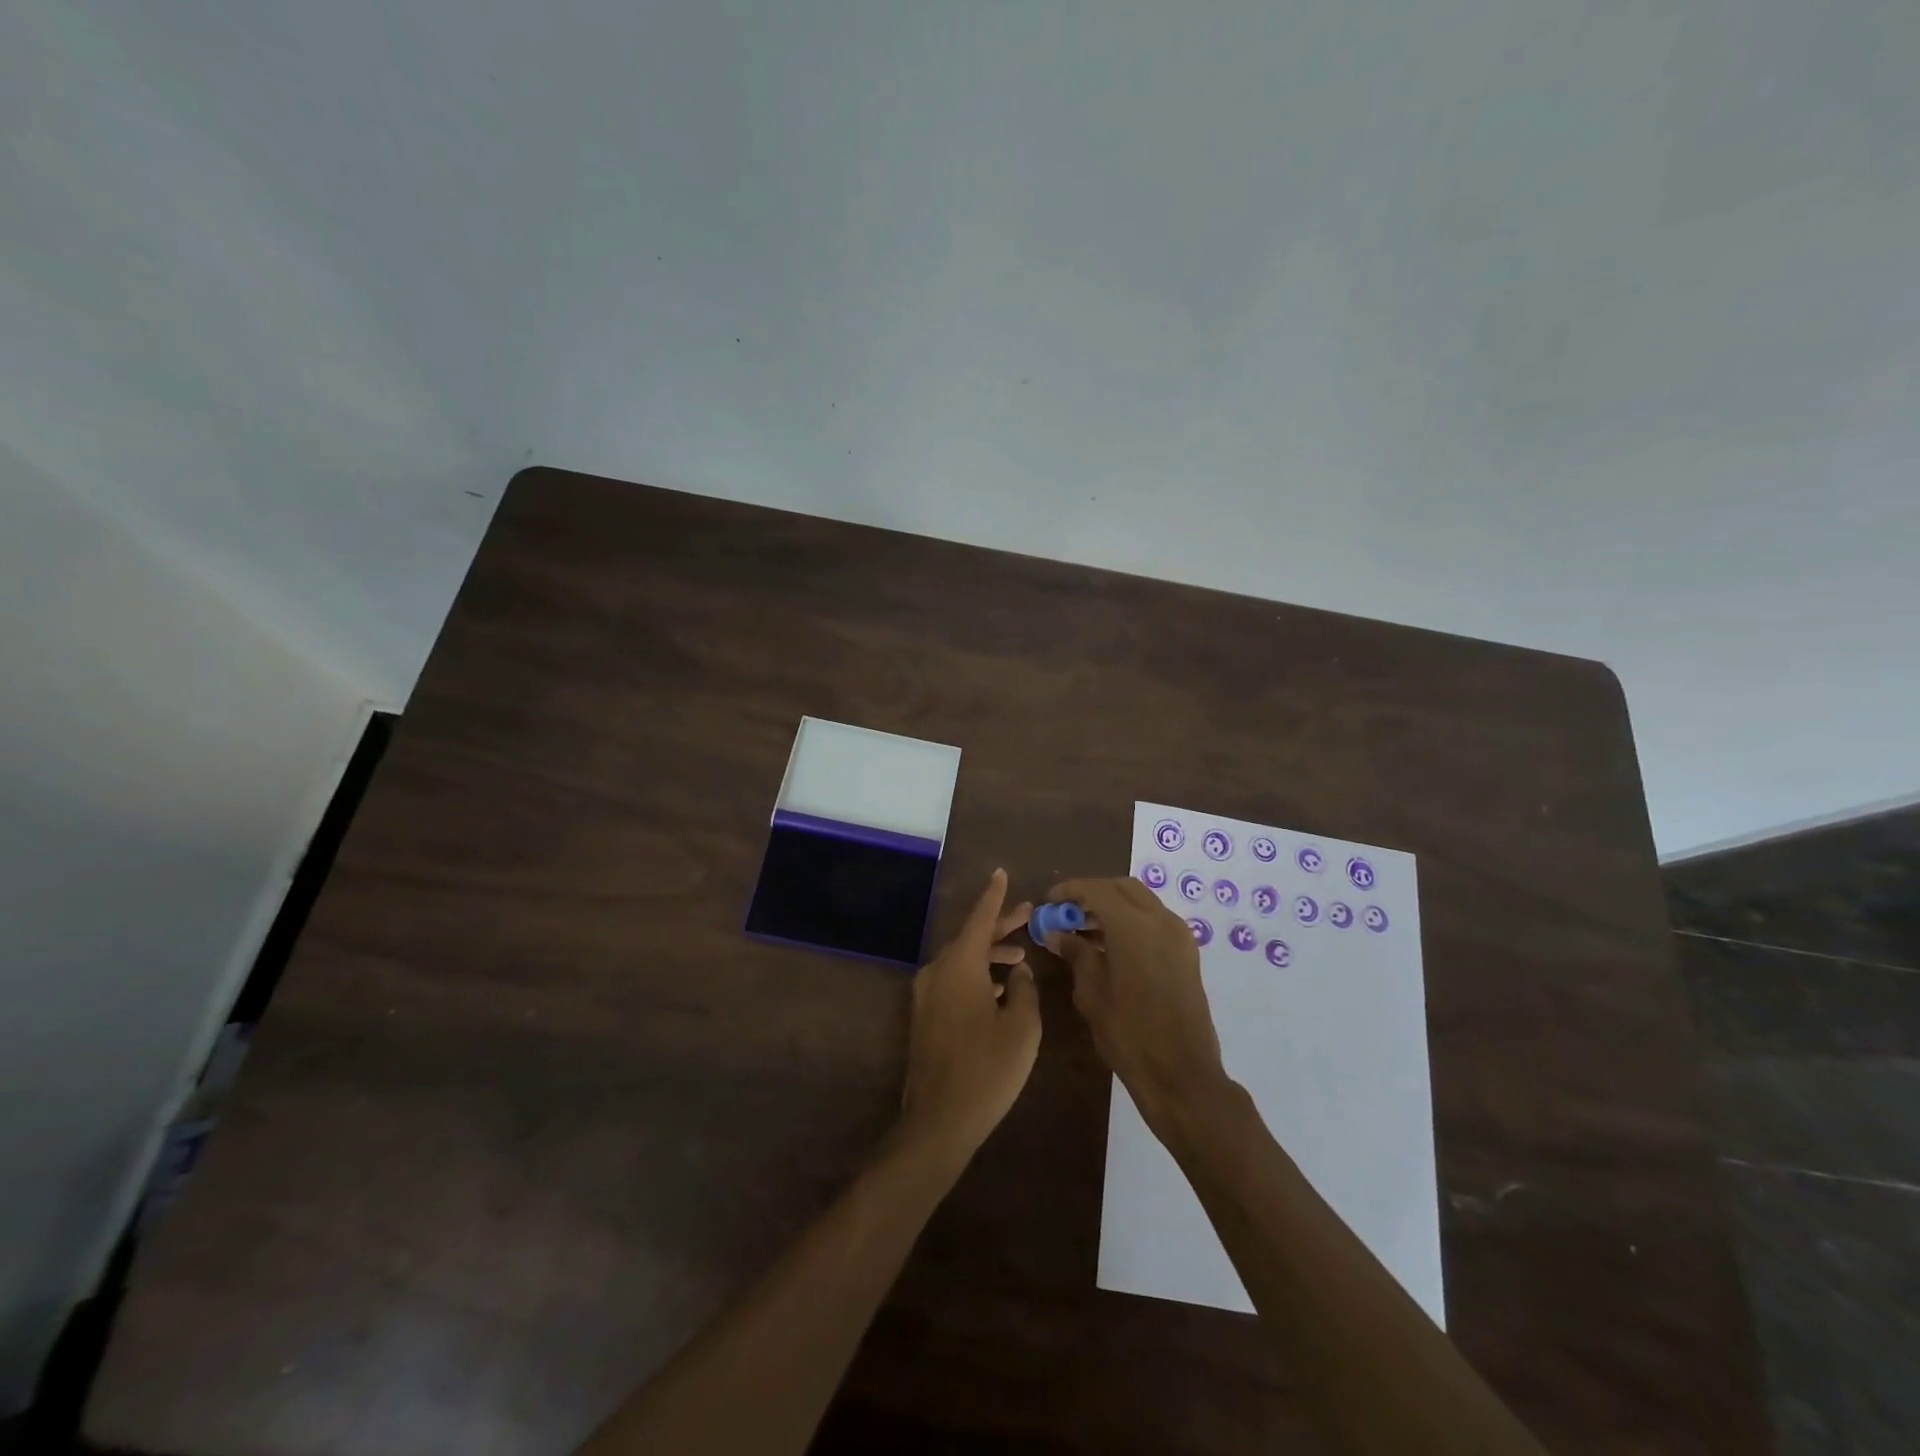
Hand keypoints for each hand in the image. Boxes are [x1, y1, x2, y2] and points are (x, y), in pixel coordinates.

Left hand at [898, 869, 1041, 1164]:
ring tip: (1020, 956)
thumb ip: (1024, 990)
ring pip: (961, 960)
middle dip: (999, 927)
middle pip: (970, 938)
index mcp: (959, 965)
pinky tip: (998, 989)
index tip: (1001, 873)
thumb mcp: (1021, 1027)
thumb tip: (1018, 973)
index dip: (994, 896)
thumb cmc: (987, 1068)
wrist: (939, 1119)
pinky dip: (976, 974)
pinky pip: (953, 980)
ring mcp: (926, 995)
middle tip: (1027, 916)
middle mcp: (937, 971)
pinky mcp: (925, 1016)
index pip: (979, 919)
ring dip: (989, 954)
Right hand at [1046, 877, 1229, 1133]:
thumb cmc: (1129, 1034)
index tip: (1049, 901)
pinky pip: (1154, 920)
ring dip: (1113, 906)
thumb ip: (1075, 953)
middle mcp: (1160, 920)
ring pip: (1141, 901)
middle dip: (1093, 893)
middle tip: (1068, 912)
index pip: (1096, 889)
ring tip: (1084, 930)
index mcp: (1133, 926)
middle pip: (1122, 887)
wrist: (1182, 1074)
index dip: (1069, 890)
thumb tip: (1056, 933)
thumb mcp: (1092, 993)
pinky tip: (1111, 945)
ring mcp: (1178, 935)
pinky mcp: (1187, 952)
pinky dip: (1131, 920)